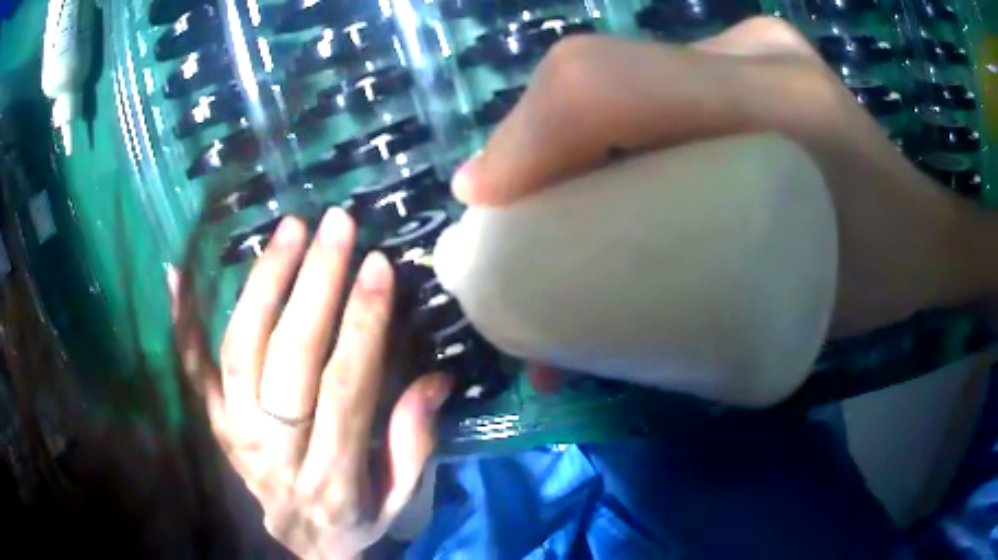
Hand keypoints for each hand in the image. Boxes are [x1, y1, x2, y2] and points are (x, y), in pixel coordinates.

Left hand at [181, 209, 451, 557]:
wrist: (299, 545)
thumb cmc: (355, 519)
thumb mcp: (398, 500)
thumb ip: (414, 444)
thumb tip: (435, 379)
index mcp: (332, 477)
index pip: (344, 387)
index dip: (362, 324)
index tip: (378, 266)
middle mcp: (275, 452)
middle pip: (289, 360)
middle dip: (314, 286)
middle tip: (335, 226)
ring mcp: (234, 434)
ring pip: (240, 352)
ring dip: (263, 285)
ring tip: (289, 231)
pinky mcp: (212, 423)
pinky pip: (192, 371)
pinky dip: (182, 322)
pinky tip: (176, 273)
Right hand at [454, 17, 993, 340]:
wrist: (923, 238)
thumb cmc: (875, 281)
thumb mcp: (787, 318)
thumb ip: (674, 316)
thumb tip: (565, 344)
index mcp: (772, 98)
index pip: (613, 81)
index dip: (530, 133)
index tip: (484, 200)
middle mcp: (751, 52)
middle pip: (605, 77)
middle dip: (537, 145)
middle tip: (510, 218)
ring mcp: (748, 48)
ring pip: (624, 82)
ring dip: (569, 144)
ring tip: (548, 209)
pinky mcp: (746, 64)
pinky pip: (656, 88)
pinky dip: (612, 130)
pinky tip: (605, 179)